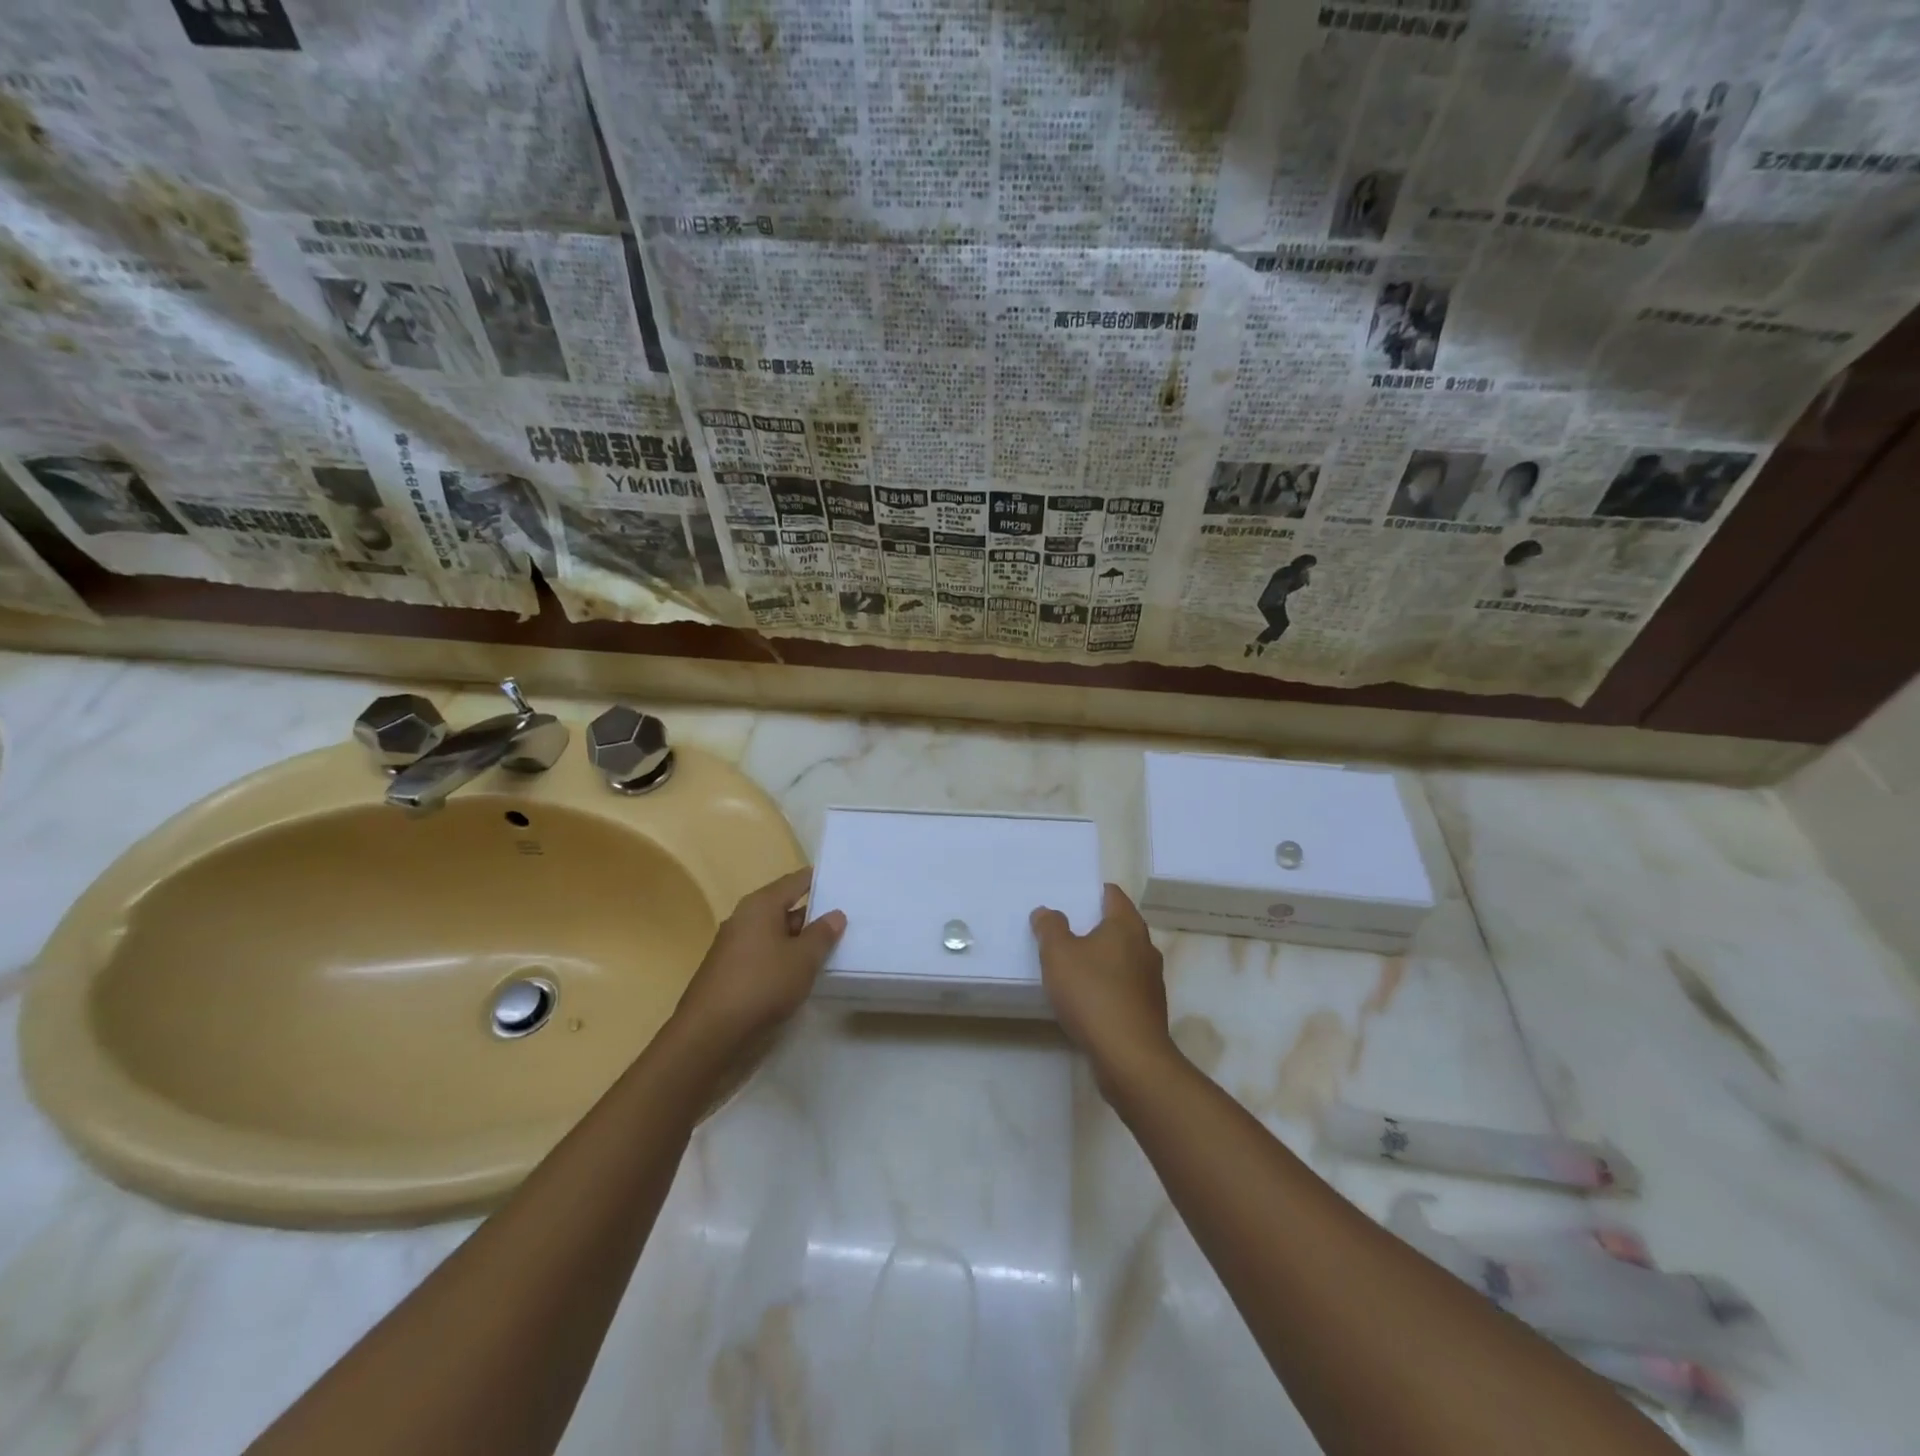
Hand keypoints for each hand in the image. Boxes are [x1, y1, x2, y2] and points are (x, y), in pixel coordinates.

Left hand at [675, 868, 845, 1051]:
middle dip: (814, 915)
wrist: (710, 1036)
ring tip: (835, 948)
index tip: (846, 883)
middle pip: (785, 908)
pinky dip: (786, 961)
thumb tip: (835, 914)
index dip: (820, 881)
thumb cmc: (761, 985)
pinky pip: (766, 958)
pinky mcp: (732, 975)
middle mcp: (744, 920)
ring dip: (801, 942)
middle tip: (849, 920)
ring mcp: (735, 949)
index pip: (795, 881)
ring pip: (776, 936)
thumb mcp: (802, 959)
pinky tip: (805, 975)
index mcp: (760, 906)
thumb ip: (822, 934)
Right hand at [1031, 884, 1170, 1080]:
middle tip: (1064, 928)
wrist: (1129, 1057)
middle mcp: (1145, 947)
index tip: (1071, 896)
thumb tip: (1046, 911)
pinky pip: (1124, 985)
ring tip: (1072, 963)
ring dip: (1101, 957)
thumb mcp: (1058, 954)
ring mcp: (1151, 980)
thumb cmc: (1093, 994)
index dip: (1092, 892)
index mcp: (1126, 926)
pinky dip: (1107, 984)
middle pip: (1119, 925)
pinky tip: (1087, 997)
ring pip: (1123, 957)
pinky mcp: (1148, 1009)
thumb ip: (1050, 927)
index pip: (1113, 894)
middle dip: (1094, 925)